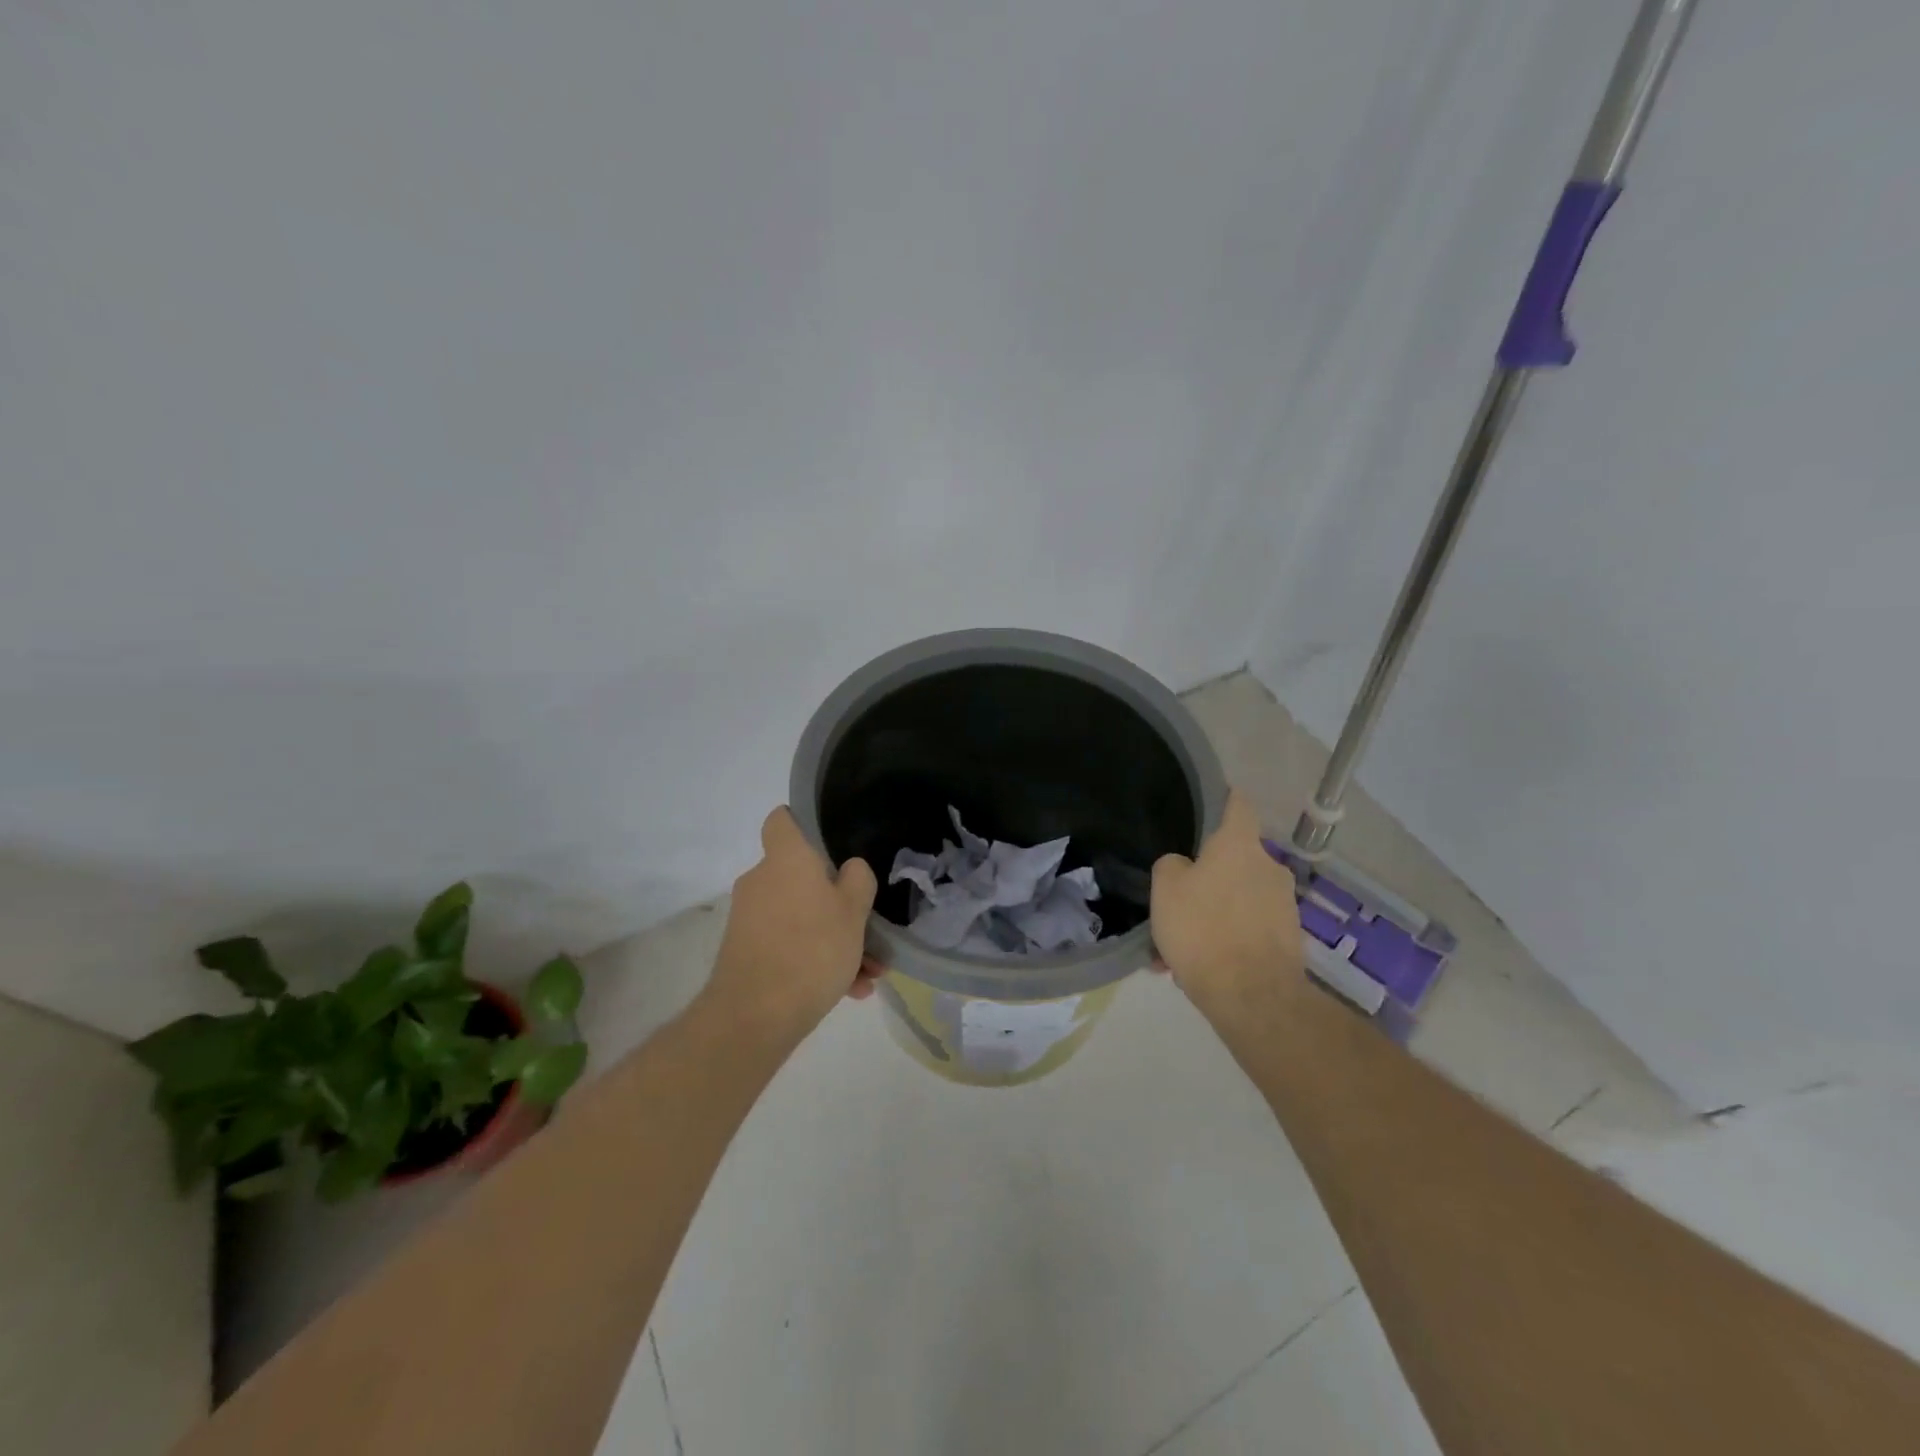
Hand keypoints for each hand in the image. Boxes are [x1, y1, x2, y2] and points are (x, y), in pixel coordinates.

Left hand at [701, 807, 879, 1042]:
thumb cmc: (811, 949)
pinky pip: (788, 944)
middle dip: (837, 902)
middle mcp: (761, 881)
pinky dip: (814, 961)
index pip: (782, 820)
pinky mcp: (745, 952)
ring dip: (833, 939)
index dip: (803, 823)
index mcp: (786, 859)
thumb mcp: (854, 911)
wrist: (754, 1017)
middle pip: (801, 877)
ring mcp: (750, 918)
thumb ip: (857, 880)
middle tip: (866, 926)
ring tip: (866, 973)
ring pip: (801, 917)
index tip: (829, 841)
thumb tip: (849, 868)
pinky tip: (848, 991)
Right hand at [1150, 792, 1305, 1016]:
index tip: (1209, 802)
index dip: (1223, 799)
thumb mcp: (1166, 888)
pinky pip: (1246, 930)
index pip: (1238, 804)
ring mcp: (1283, 905)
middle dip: (1207, 877)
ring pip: (1236, 900)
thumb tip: (1185, 867)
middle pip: (1234, 860)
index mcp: (1239, 845)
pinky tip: (1196, 969)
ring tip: (1178, 948)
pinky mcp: (1288, 939)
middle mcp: (1269, 867)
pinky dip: (1225, 941)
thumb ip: (1172, 866)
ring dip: (1212, 915)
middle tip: (1177, 901)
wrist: (1253, 996)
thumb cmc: (1204, 928)